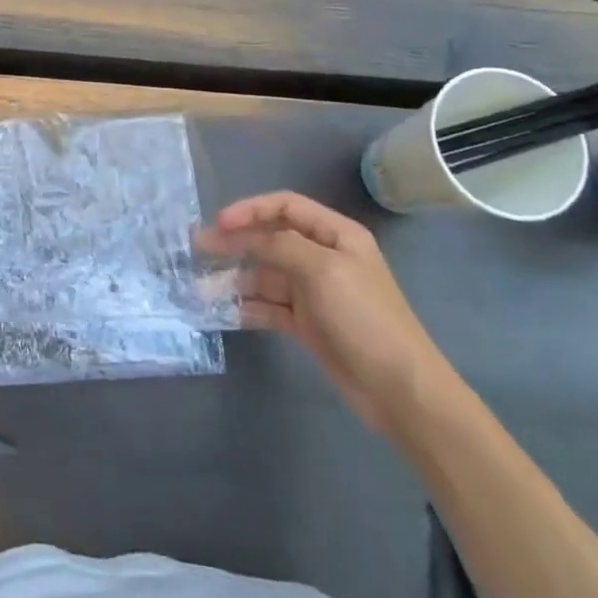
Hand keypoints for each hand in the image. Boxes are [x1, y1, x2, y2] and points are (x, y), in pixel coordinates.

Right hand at [198, 191, 461, 436]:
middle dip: (235, 242)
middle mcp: (323, 257)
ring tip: (201, 286)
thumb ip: (281, 246)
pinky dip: (246, 306)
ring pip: (265, 274)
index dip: (250, 209)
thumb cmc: (364, 319)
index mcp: (336, 235)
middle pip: (270, 239)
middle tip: (197, 248)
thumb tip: (245, 237)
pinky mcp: (307, 323)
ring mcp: (314, 292)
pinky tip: (223, 311)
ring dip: (234, 277)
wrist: (400, 391)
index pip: (285, 206)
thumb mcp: (323, 271)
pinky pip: (268, 306)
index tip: (219, 223)